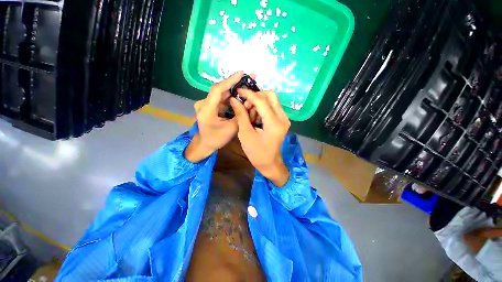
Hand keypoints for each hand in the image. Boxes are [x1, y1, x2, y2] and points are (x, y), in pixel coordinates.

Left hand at [185, 71, 243, 162]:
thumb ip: (240, 115)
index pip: (217, 90)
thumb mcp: (231, 129)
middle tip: (249, 78)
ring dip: (233, 91)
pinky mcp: (208, 106)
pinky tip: (239, 97)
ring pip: (221, 94)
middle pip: (220, 90)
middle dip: (235, 84)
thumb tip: (249, 103)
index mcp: (206, 110)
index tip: (242, 73)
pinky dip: (230, 98)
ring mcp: (204, 104)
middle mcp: (203, 104)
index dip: (230, 80)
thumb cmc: (217, 139)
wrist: (204, 144)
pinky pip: (220, 99)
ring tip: (246, 88)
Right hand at [230, 89, 290, 186]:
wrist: (270, 163)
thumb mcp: (245, 134)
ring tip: (249, 115)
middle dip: (255, 96)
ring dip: (259, 102)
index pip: (261, 100)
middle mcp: (283, 118)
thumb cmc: (256, 152)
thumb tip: (235, 99)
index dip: (249, 94)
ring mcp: (284, 118)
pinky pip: (273, 107)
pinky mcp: (283, 120)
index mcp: (274, 123)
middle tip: (245, 105)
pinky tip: (256, 117)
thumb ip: (241, 115)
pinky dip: (263, 108)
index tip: (238, 91)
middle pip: (270, 95)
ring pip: (272, 100)